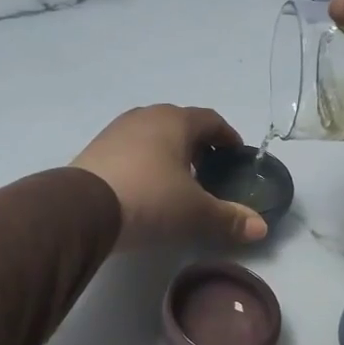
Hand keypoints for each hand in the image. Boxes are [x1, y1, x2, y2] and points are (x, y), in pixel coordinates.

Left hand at [73, 106, 267, 251]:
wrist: (82, 209)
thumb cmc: (150, 199)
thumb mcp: (194, 212)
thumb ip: (229, 218)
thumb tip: (261, 228)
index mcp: (175, 121)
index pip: (211, 120)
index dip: (227, 137)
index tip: (236, 154)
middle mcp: (145, 116)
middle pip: (180, 124)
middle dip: (197, 145)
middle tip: (208, 171)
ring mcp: (116, 130)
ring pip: (152, 135)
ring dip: (168, 153)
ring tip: (177, 181)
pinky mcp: (95, 149)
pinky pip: (130, 150)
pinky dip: (144, 162)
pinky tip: (145, 187)